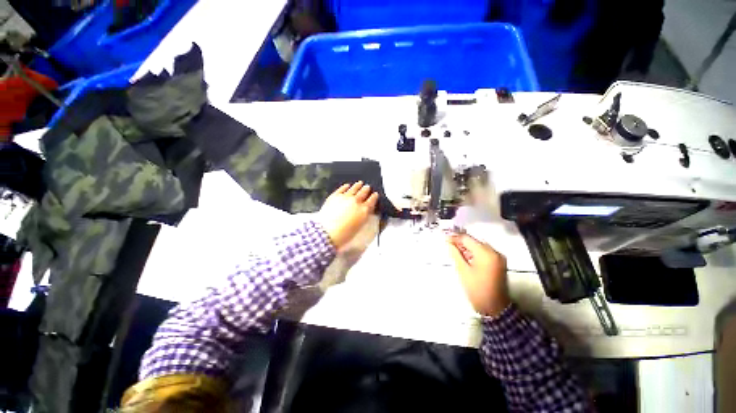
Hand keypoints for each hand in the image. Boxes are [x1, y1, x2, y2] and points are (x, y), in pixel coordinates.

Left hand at [318, 182, 378, 248]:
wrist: (327, 232)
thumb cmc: (343, 234)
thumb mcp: (359, 227)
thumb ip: (364, 217)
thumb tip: (365, 212)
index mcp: (364, 210)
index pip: (372, 201)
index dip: (374, 197)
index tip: (375, 194)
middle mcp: (356, 201)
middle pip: (363, 192)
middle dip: (366, 189)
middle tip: (368, 187)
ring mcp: (345, 197)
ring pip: (354, 188)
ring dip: (358, 185)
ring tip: (360, 183)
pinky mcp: (335, 196)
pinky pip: (342, 189)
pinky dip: (345, 187)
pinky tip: (347, 185)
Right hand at [448, 234, 510, 316]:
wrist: (495, 308)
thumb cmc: (477, 290)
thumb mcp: (463, 271)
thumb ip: (455, 253)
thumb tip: (448, 242)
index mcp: (486, 253)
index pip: (467, 239)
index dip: (455, 237)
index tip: (444, 238)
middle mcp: (495, 252)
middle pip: (474, 241)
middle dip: (461, 243)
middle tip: (448, 245)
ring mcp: (498, 257)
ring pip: (479, 246)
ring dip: (467, 248)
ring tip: (456, 252)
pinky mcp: (499, 263)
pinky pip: (484, 252)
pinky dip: (474, 253)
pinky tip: (466, 258)